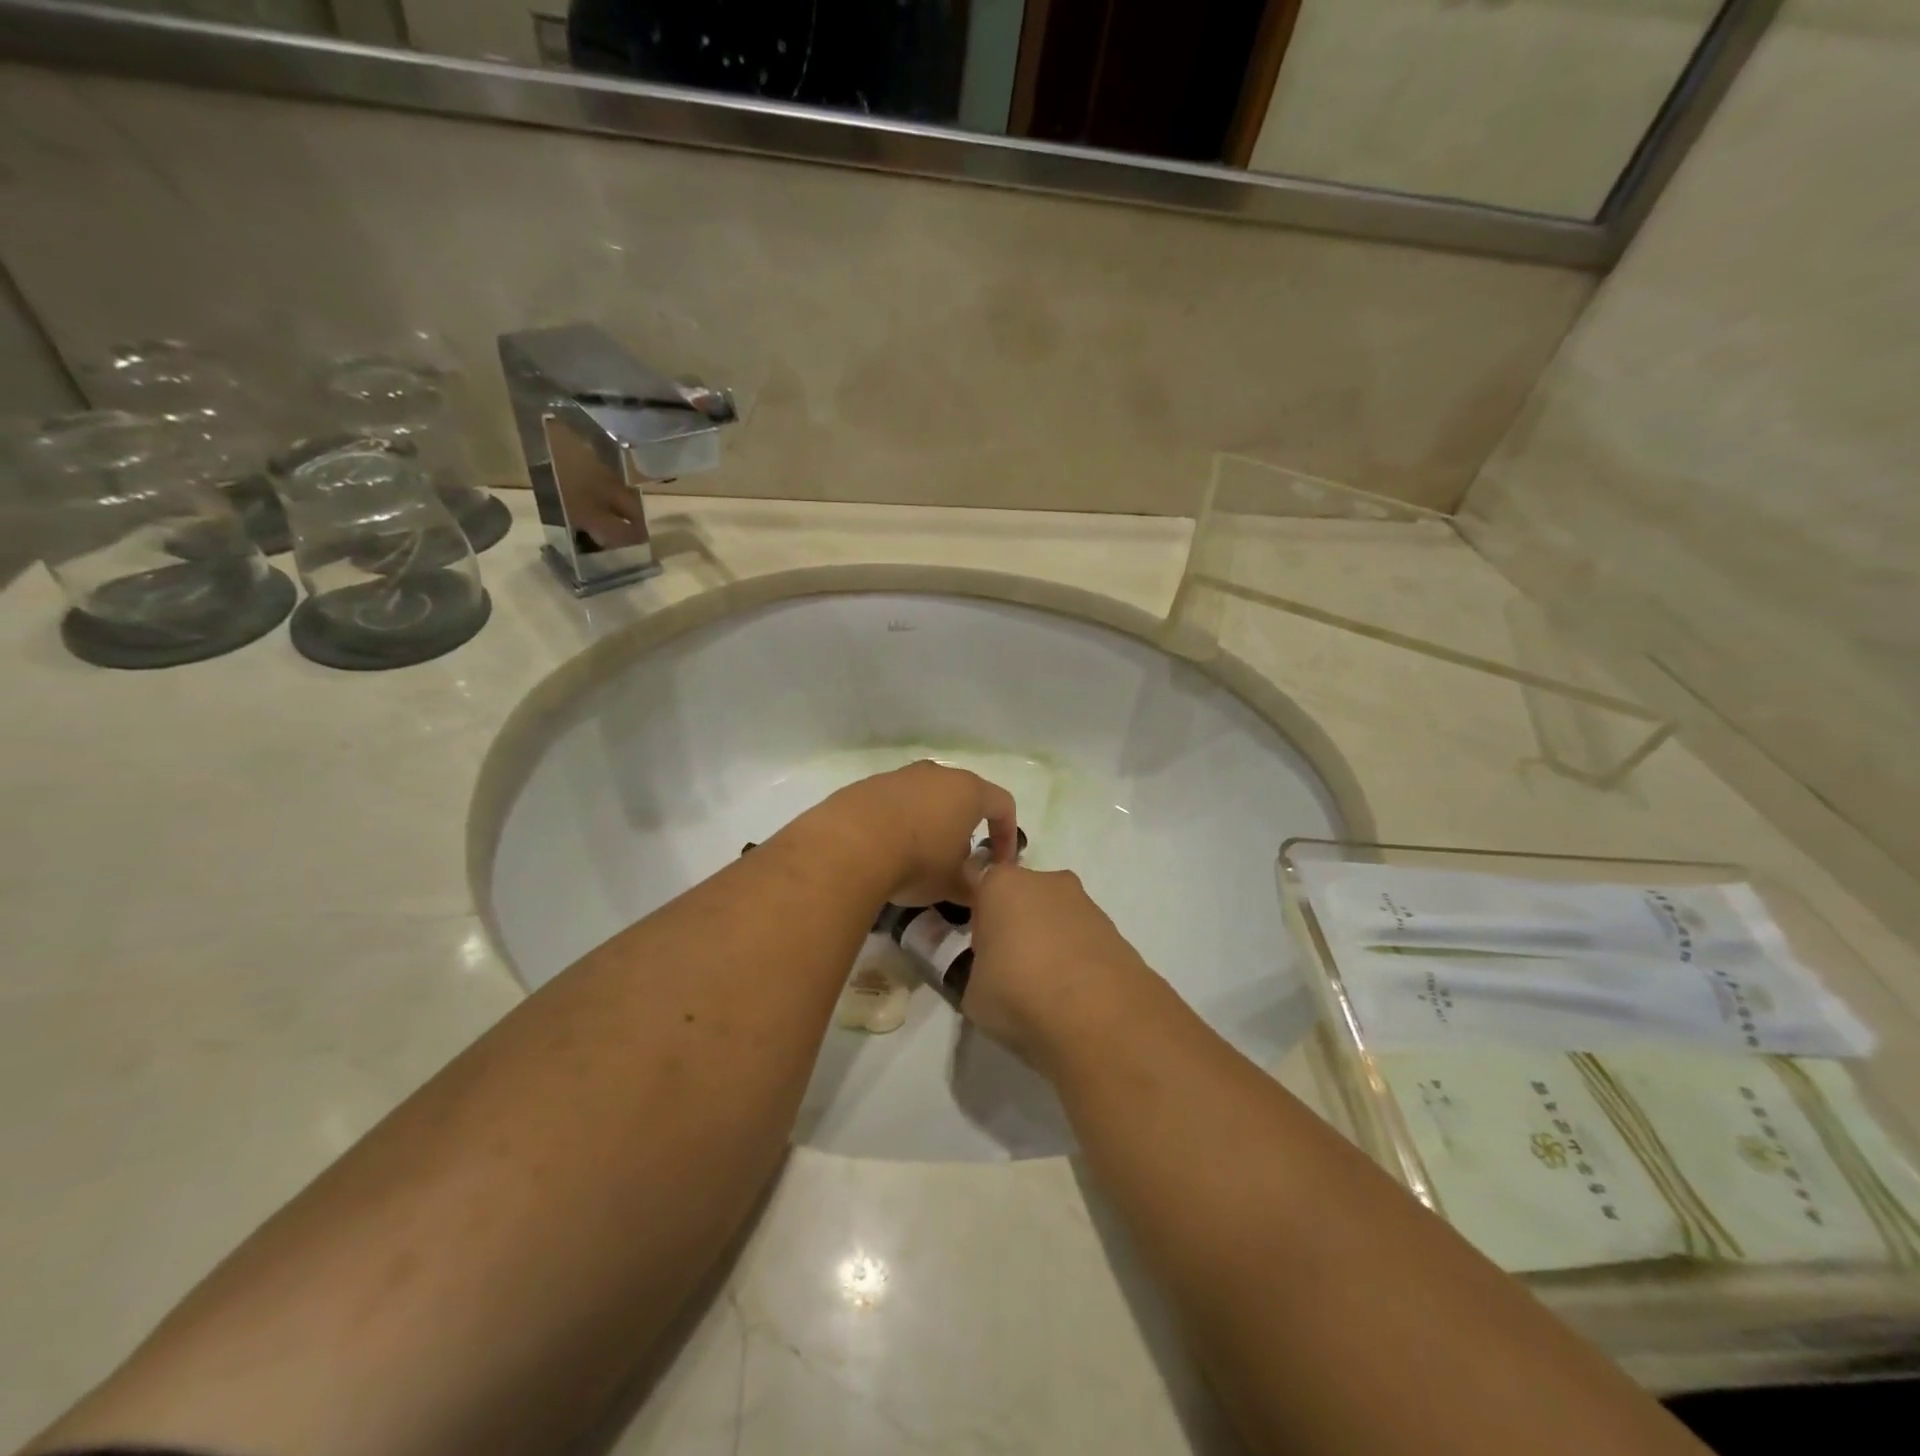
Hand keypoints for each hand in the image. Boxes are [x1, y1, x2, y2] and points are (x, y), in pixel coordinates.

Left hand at [801, 761, 1018, 907]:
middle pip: (963, 797)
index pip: (1002, 805)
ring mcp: (900, 775)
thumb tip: (977, 890)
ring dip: (930, 824)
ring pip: (926, 797)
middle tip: (958, 861)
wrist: (848, 846)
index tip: (998, 864)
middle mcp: (937, 774)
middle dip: (965, 828)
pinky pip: (894, 803)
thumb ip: (973, 886)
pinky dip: (898, 822)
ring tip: (919, 857)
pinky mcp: (868, 785)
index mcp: (968, 791)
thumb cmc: (916, 861)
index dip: (1007, 835)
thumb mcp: (953, 884)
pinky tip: (886, 851)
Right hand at [960, 861, 1160, 1068]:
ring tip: (1046, 988)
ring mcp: (1085, 902)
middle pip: (1022, 897)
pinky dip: (1077, 959)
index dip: (978, 913)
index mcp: (1001, 885)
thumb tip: (990, 976)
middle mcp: (1045, 881)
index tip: (979, 946)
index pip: (979, 882)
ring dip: (1049, 941)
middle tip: (1010, 968)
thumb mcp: (973, 992)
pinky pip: (1083, 939)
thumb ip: (977, 972)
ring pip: (1056, 917)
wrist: (1098, 1016)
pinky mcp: (1115, 929)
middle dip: (1016, 924)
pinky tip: (1074, 995)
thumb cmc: (1018, 992)